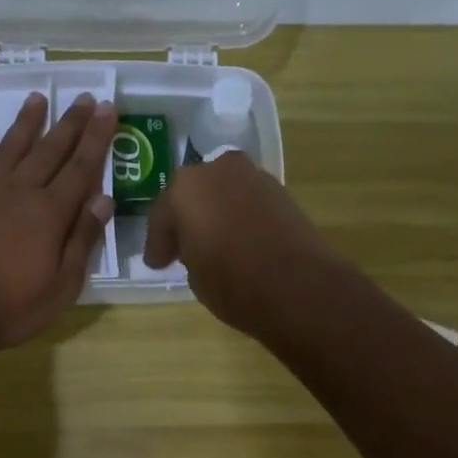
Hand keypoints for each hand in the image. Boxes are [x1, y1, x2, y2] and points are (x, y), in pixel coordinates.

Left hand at [0, 92, 116, 350]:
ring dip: (25, 123)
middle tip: (83, 98)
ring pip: (9, 148)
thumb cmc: (13, 306)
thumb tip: (103, 199)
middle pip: (49, 150)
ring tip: (37, 98)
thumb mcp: (63, 284)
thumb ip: (82, 239)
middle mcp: (19, 192)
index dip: (96, 137)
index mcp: (50, 213)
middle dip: (69, 123)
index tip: (107, 109)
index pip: (81, 167)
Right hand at [143, 151, 347, 336]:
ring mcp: (254, 176)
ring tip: (213, 243)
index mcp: (185, 189)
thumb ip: (189, 252)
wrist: (299, 286)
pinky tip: (239, 239)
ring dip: (216, 212)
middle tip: (182, 247)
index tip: (157, 263)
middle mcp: (218, 171)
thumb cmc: (234, 284)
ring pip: (223, 192)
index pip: (162, 215)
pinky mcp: (281, 190)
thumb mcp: (195, 276)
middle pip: (194, 193)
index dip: (158, 243)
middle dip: (187, 218)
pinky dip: (240, 215)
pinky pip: (247, 200)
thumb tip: (198, 247)